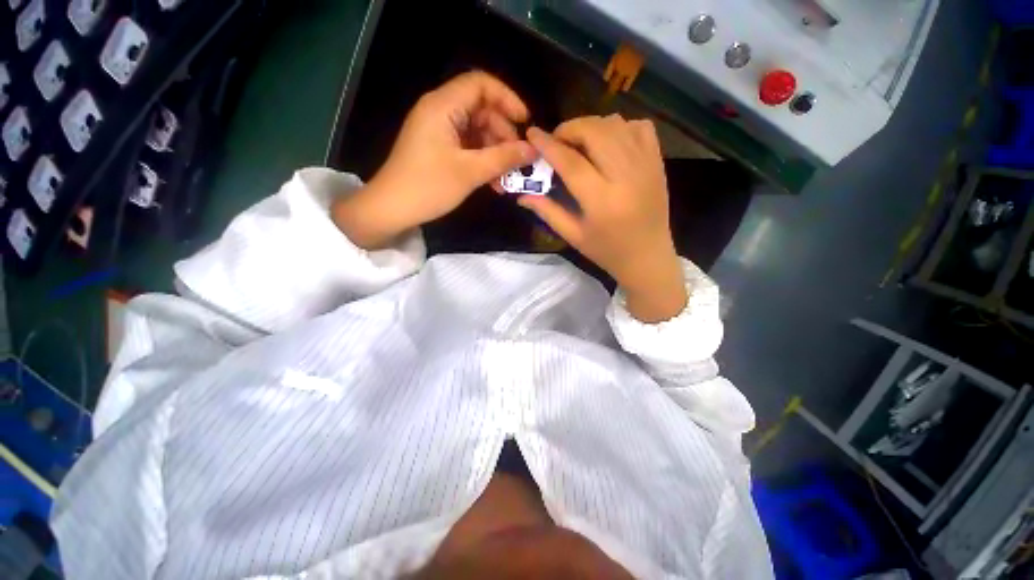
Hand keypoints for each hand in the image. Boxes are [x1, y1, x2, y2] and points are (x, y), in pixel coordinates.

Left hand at [333, 71, 535, 248]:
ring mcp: (439, 131)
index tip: (525, 123)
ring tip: (508, 177)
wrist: (391, 209)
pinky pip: (467, 146)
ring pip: (476, 131)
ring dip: (495, 151)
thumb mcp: (470, 172)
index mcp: (443, 106)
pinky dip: (483, 160)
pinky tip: (494, 181)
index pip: (481, 84)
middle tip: (519, 159)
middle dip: (504, 133)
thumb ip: (503, 158)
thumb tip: (532, 150)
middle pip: (481, 109)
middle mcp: (440, 111)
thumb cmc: (428, 186)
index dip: (507, 98)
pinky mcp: (438, 148)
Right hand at [520, 116, 687, 321]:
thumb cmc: (607, 251)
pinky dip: (620, 127)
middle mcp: (626, 177)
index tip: (532, 134)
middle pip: (595, 132)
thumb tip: (522, 195)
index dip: (548, 145)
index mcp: (602, 201)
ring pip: (616, 124)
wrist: (649, 257)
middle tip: (558, 142)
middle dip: (570, 129)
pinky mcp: (658, 162)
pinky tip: (609, 143)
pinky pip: (640, 127)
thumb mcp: (573, 236)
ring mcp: (646, 166)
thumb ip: (547, 212)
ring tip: (580, 142)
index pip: (571, 162)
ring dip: (592, 126)